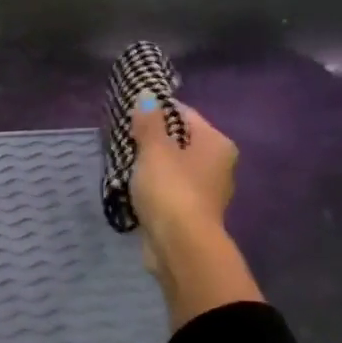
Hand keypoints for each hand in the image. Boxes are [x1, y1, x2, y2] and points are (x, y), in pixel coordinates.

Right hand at [129, 94, 264, 328]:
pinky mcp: (191, 215)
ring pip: (174, 168)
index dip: (158, 111)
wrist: (179, 245)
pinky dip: (154, 189)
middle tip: (123, 139)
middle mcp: (218, 165)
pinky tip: (133, 190)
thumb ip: (149, 122)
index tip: (130, 114)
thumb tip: (147, 96)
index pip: (185, 114)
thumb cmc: (171, 190)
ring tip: (124, 164)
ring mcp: (206, 193)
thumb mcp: (154, 150)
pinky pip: (169, 192)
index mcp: (216, 144)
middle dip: (153, 140)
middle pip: (181, 142)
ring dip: (152, 166)